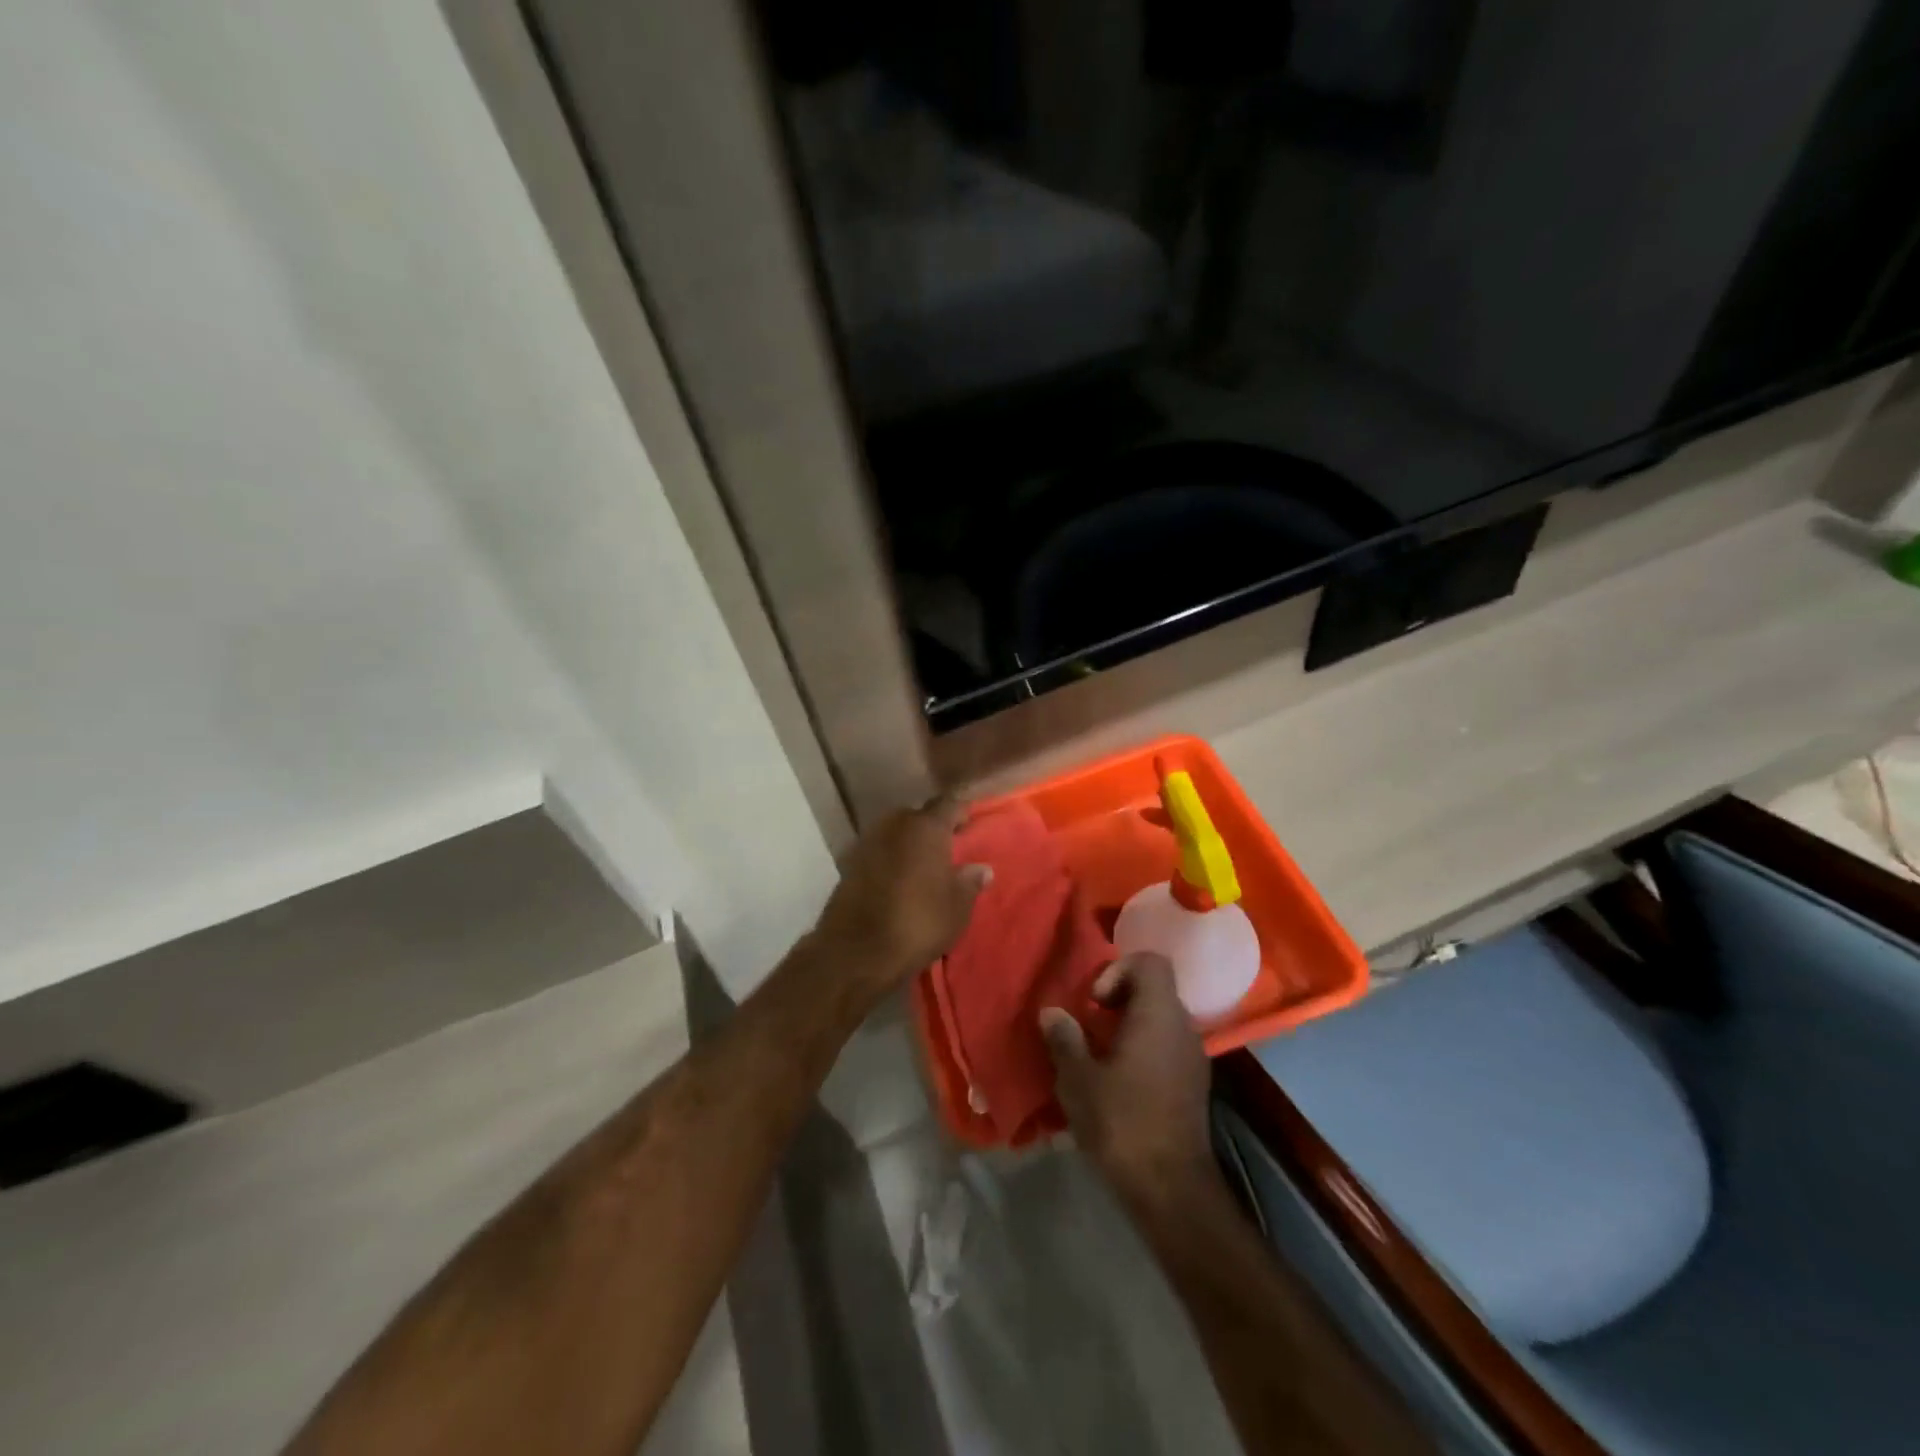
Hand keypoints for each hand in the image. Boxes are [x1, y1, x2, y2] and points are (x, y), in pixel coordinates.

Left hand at [809, 795, 990, 1007]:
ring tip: (922, 867)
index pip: (949, 804)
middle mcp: (894, 825)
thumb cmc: (918, 922)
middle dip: (931, 828)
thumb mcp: (957, 907)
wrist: (857, 951)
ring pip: (894, 834)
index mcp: (926, 827)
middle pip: (917, 816)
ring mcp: (867, 842)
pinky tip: (898, 881)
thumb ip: (970, 882)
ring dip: (907, 844)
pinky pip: (877, 853)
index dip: (961, 812)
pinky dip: (889, 861)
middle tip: (947, 848)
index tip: (970, 823)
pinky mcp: (848, 864)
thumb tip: (981, 868)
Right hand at [1041, 954, 1215, 1204]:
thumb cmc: (1122, 1123)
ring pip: (1159, 1020)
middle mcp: (1183, 1027)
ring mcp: (1193, 1057)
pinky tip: (1117, 1082)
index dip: (1118, 969)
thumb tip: (1052, 1013)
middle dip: (1118, 1000)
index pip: (1150, 961)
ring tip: (1097, 1055)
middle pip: (1153, 990)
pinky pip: (1165, 1047)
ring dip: (1128, 1027)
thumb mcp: (1078, 1080)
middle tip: (1088, 1026)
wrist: (1171, 1191)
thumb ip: (1064, 1039)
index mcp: (1159, 1014)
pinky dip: (1142, 1050)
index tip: (1095, 1002)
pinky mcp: (1193, 1085)